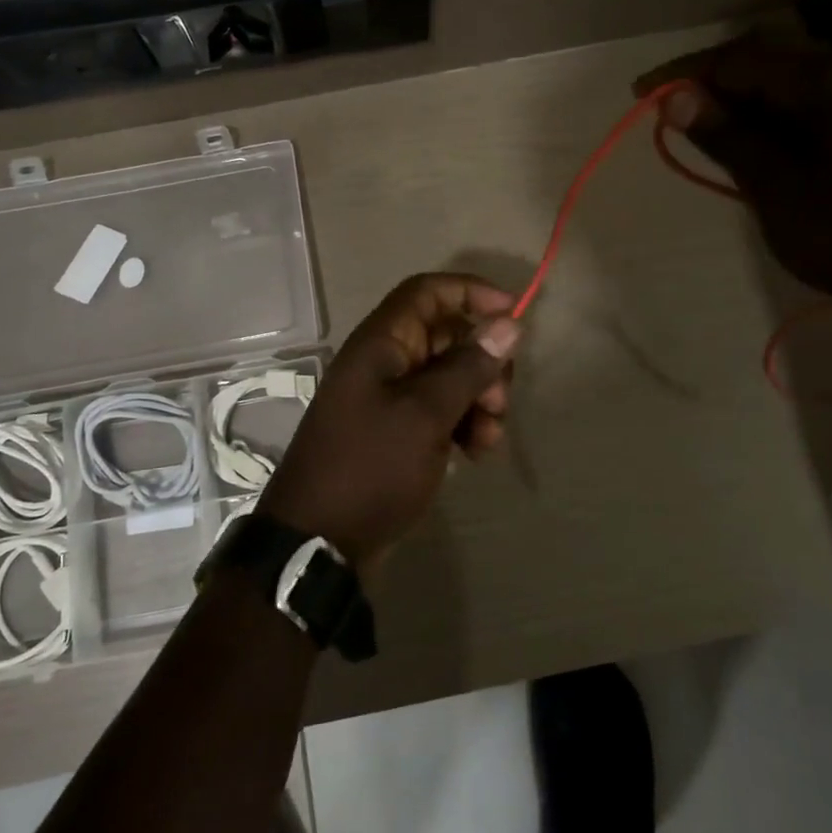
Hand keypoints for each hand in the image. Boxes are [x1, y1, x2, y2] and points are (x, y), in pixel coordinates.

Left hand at [258, 273, 521, 568]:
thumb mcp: (426, 414)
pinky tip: (474, 453)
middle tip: (500, 401)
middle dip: (482, 362)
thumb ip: (468, 367)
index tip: (512, 314)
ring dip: (478, 400)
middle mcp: (384, 362)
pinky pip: (438, 410)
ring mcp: (388, 398)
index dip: (470, 292)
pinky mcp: (395, 431)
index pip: (427, 291)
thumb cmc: (371, 466)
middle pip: (446, 336)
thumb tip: (507, 322)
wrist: (319, 541)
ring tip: (488, 438)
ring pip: (448, 377)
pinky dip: (462, 424)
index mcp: (381, 343)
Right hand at [635, 23, 831, 330]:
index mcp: (829, 80)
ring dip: (738, 100)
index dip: (685, 73)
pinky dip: (768, 117)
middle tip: (667, 112)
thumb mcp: (774, 187)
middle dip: (710, 80)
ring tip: (698, 129)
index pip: (740, 59)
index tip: (638, 93)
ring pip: (787, 83)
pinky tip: (748, 145)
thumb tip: (672, 96)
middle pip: (765, 59)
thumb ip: (725, 135)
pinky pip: (808, 105)